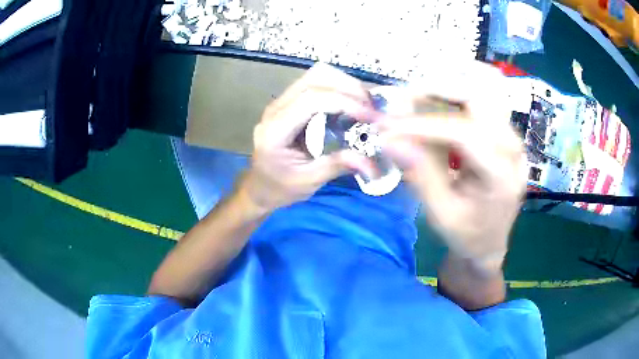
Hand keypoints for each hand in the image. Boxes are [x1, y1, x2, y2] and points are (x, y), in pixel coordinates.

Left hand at [239, 63, 376, 212]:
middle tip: (371, 108)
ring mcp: (281, 102)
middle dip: (348, 88)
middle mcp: (276, 109)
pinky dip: (338, 89)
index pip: (312, 100)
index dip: (344, 102)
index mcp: (276, 130)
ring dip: (344, 85)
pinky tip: (351, 106)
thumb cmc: (279, 188)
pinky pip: (316, 84)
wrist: (259, 187)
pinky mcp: (290, 102)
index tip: (369, 117)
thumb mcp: (308, 182)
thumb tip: (370, 161)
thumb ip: (337, 166)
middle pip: (315, 78)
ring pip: (316, 75)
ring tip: (364, 105)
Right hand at [380, 61, 525, 271]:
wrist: (490, 242)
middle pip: (480, 95)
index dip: (423, 125)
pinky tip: (433, 107)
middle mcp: (513, 148)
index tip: (388, 126)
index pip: (465, 133)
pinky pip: (481, 100)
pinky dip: (454, 96)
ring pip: (482, 89)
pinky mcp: (504, 132)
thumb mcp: (441, 214)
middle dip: (437, 90)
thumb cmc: (467, 235)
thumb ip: (420, 174)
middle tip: (402, 101)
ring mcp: (511, 136)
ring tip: (415, 100)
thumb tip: (389, 139)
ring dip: (447, 88)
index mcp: (502, 176)